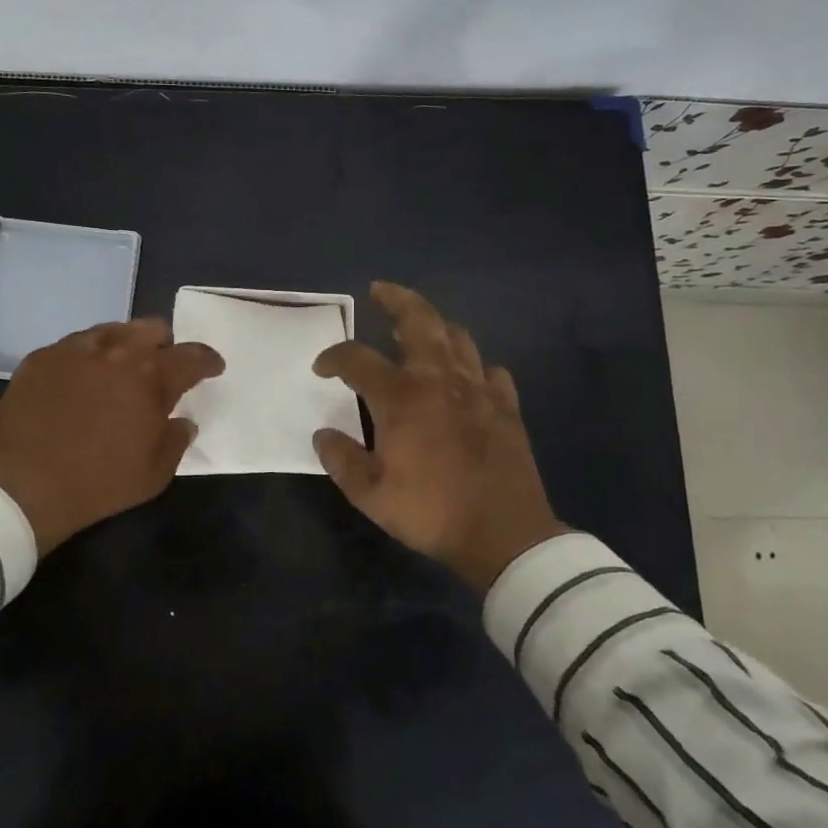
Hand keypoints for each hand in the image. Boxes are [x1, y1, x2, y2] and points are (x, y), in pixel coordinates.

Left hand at [0, 319, 223, 555]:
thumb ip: (176, 440)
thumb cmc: (97, 484)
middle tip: (161, 369)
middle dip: (164, 346)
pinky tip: (81, 381)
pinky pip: (75, 345)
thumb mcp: (154, 474)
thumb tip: (183, 421)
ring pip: (113, 330)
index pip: (191, 356)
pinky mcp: (41, 356)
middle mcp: (116, 351)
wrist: (21, 486)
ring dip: (126, 346)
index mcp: (151, 377)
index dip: (207, 360)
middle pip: (152, 328)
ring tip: (120, 370)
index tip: (212, 367)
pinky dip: (88, 357)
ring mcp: (74, 349)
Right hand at [312, 282, 567, 593]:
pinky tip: (469, 378)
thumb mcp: (370, 495)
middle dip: (396, 299)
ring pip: (458, 338)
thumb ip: (341, 459)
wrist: (504, 536)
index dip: (333, 357)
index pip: (357, 359)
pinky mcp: (506, 407)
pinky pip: (492, 372)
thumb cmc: (430, 511)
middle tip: (380, 290)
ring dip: (436, 327)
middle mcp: (439, 380)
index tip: (321, 367)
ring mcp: (478, 390)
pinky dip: (476, 368)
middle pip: (419, 320)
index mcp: (400, 397)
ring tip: (421, 329)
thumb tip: (323, 434)